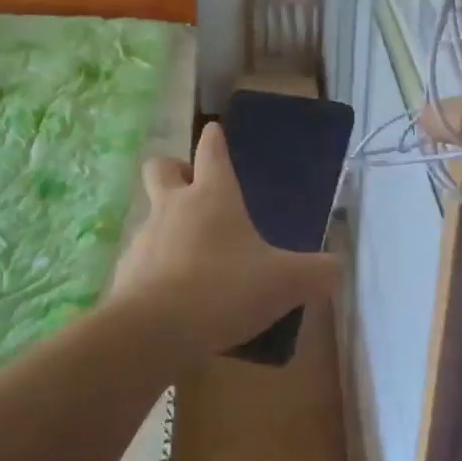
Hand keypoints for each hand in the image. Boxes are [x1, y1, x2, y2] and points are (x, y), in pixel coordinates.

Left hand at [111, 123, 341, 354]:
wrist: (155, 330)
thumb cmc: (225, 288)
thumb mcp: (286, 283)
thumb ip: (317, 273)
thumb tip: (335, 269)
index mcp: (212, 196)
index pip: (210, 150)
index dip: (214, 138)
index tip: (213, 130)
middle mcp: (173, 207)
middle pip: (161, 167)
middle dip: (174, 169)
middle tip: (193, 188)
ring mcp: (144, 238)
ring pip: (150, 215)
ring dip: (168, 225)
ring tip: (195, 258)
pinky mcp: (125, 272)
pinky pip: (143, 259)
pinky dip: (157, 268)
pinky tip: (176, 296)